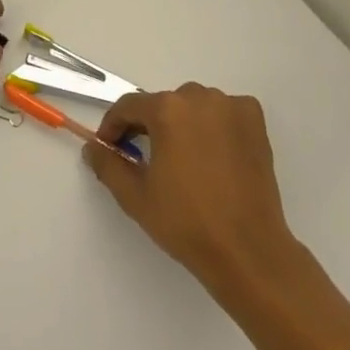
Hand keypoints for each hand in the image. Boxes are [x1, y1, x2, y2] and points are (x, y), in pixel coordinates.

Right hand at [84, 83, 298, 289]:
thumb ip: (108, 165)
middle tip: (143, 158)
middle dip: (148, 126)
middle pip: (163, 104)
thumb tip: (93, 147)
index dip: (113, 126)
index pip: (128, 106)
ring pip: (193, 106)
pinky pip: (224, 112)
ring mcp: (231, 107)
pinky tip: (212, 153)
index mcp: (167, 110)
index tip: (109, 148)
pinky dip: (214, 125)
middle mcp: (199, 97)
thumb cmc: (186, 223)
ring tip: (180, 158)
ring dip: (182, 124)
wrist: (248, 251)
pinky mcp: (255, 121)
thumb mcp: (135, 197)